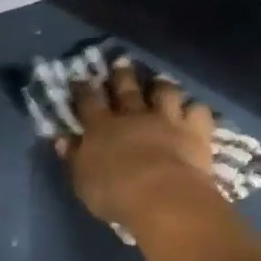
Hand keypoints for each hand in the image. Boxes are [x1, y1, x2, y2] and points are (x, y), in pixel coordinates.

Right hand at [57, 58, 218, 237]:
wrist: (162, 198)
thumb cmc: (115, 194)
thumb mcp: (83, 180)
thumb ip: (74, 157)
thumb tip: (62, 139)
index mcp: (101, 127)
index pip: (88, 100)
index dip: (83, 88)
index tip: (80, 78)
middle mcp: (133, 115)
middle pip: (126, 88)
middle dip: (122, 74)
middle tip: (121, 63)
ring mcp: (166, 119)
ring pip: (165, 91)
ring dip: (162, 85)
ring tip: (161, 82)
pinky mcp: (194, 130)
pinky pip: (198, 110)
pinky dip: (196, 109)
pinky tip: (195, 111)